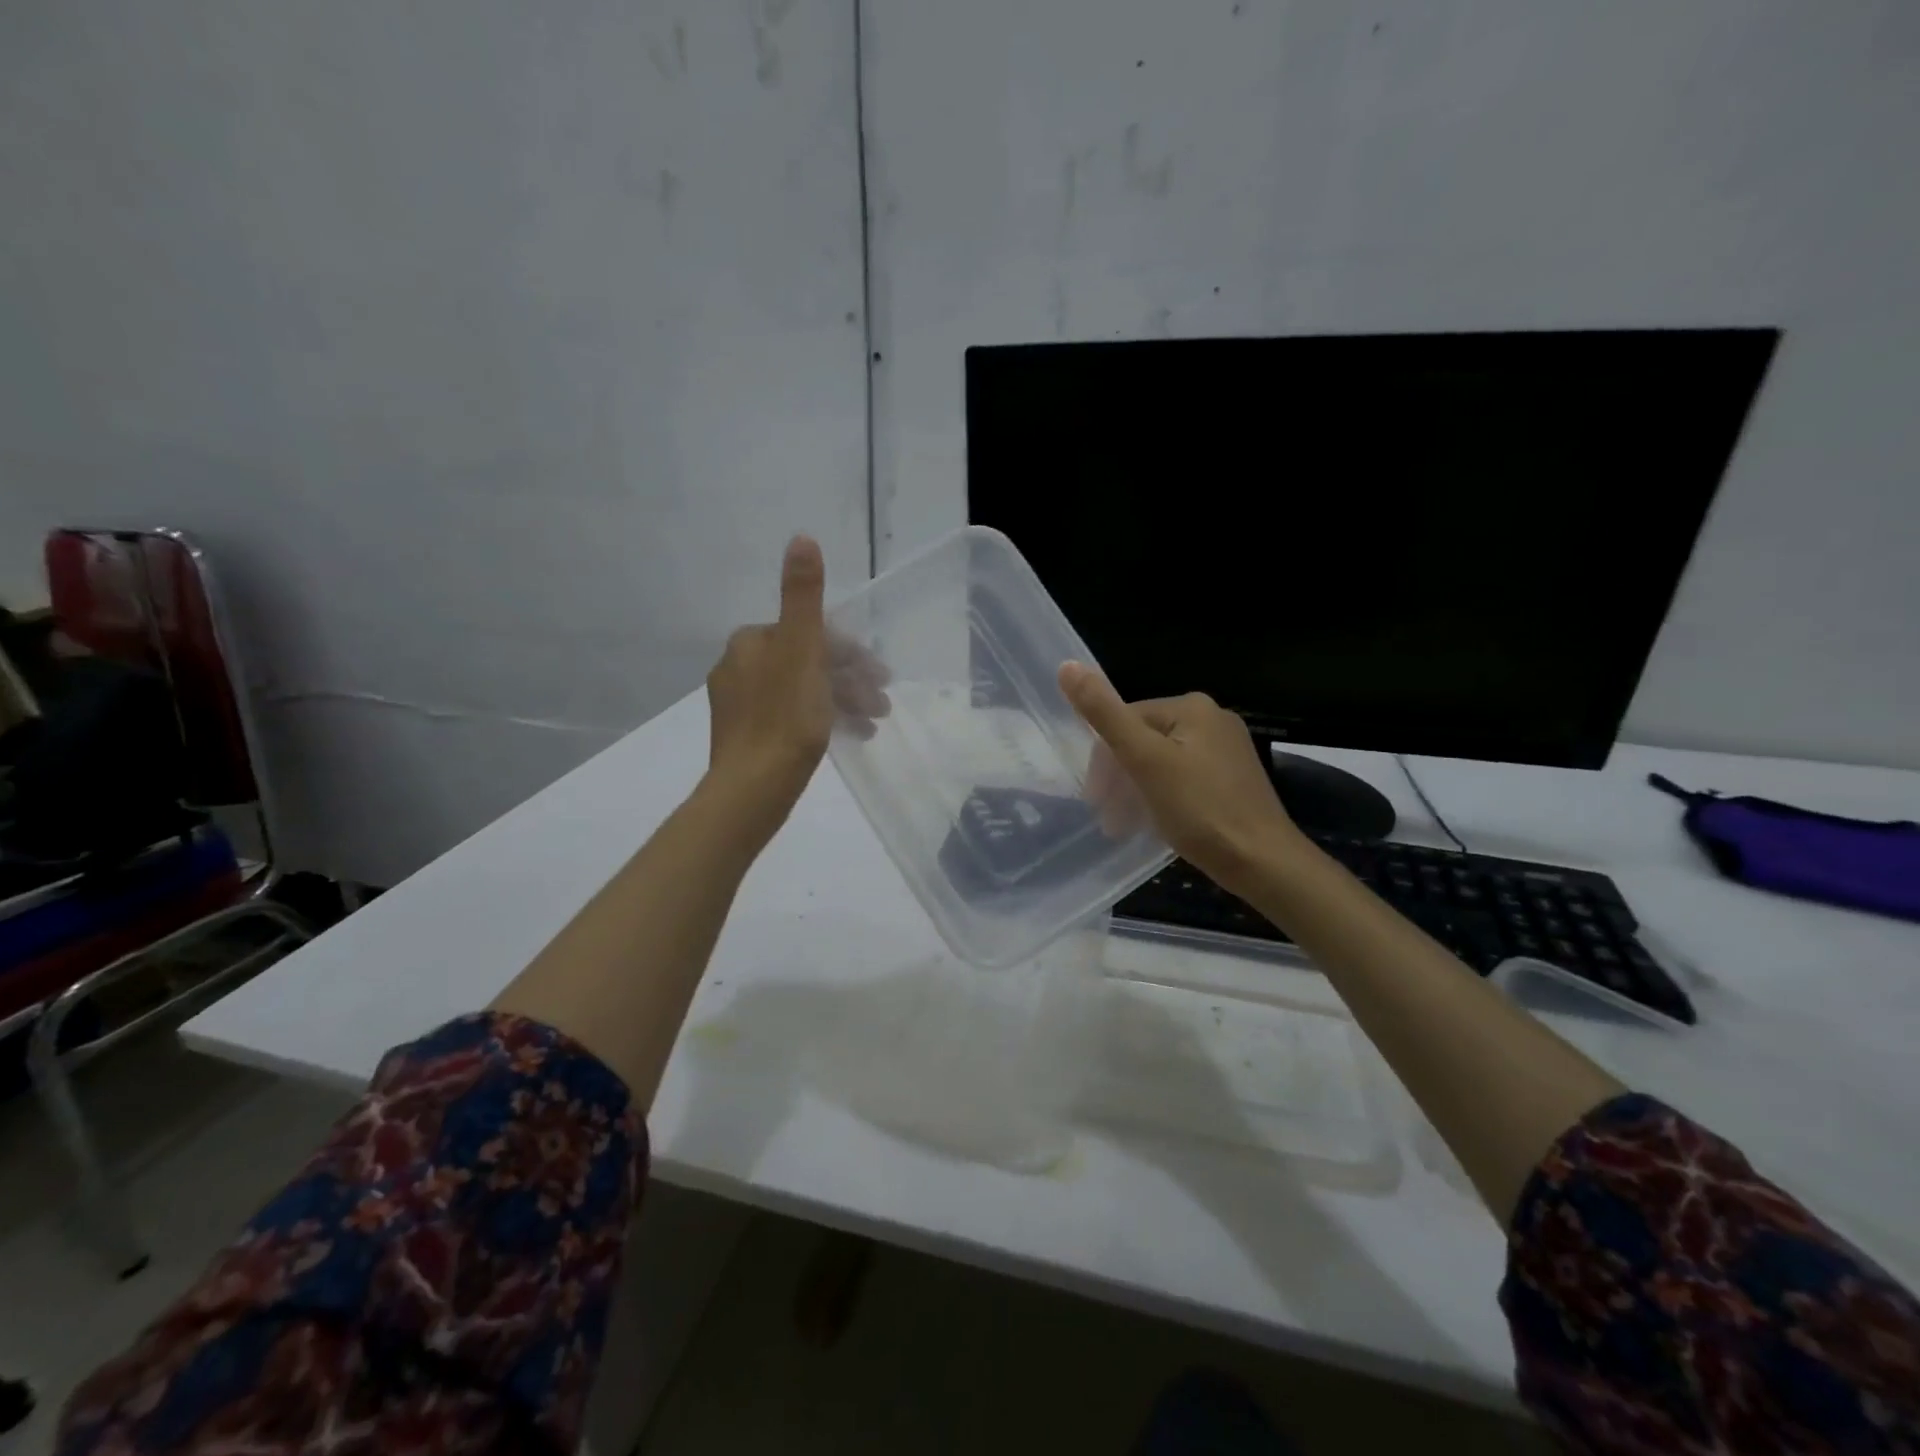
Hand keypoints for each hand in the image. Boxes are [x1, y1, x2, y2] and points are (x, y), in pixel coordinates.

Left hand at [705, 535, 887, 841]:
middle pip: (808, 662)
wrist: (752, 789)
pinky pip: (792, 716)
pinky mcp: (747, 737)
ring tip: (874, 723)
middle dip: (850, 679)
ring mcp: (740, 704)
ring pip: (803, 690)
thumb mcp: (801, 650)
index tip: (881, 676)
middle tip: (882, 704)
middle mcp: (739, 666)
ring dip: (842, 701)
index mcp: (750, 642)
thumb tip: (802, 537)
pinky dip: (823, 720)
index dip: (851, 652)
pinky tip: (849, 737)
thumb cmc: (785, 718)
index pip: (811, 633)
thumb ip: (803, 596)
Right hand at [1059, 663, 1308, 898]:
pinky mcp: (1233, 780)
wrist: (1263, 863)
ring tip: (1124, 826)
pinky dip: (1161, 798)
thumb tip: (1066, 666)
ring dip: (1135, 791)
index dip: (1103, 760)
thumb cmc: (1200, 810)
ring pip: (1161, 762)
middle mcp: (1212, 719)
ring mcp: (1226, 751)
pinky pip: (1182, 779)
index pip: (1125, 720)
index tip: (1095, 799)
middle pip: (1143, 741)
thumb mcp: (1144, 760)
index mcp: (1191, 706)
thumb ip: (1104, 715)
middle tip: (1108, 818)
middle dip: (1119, 778)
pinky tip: (1156, 823)